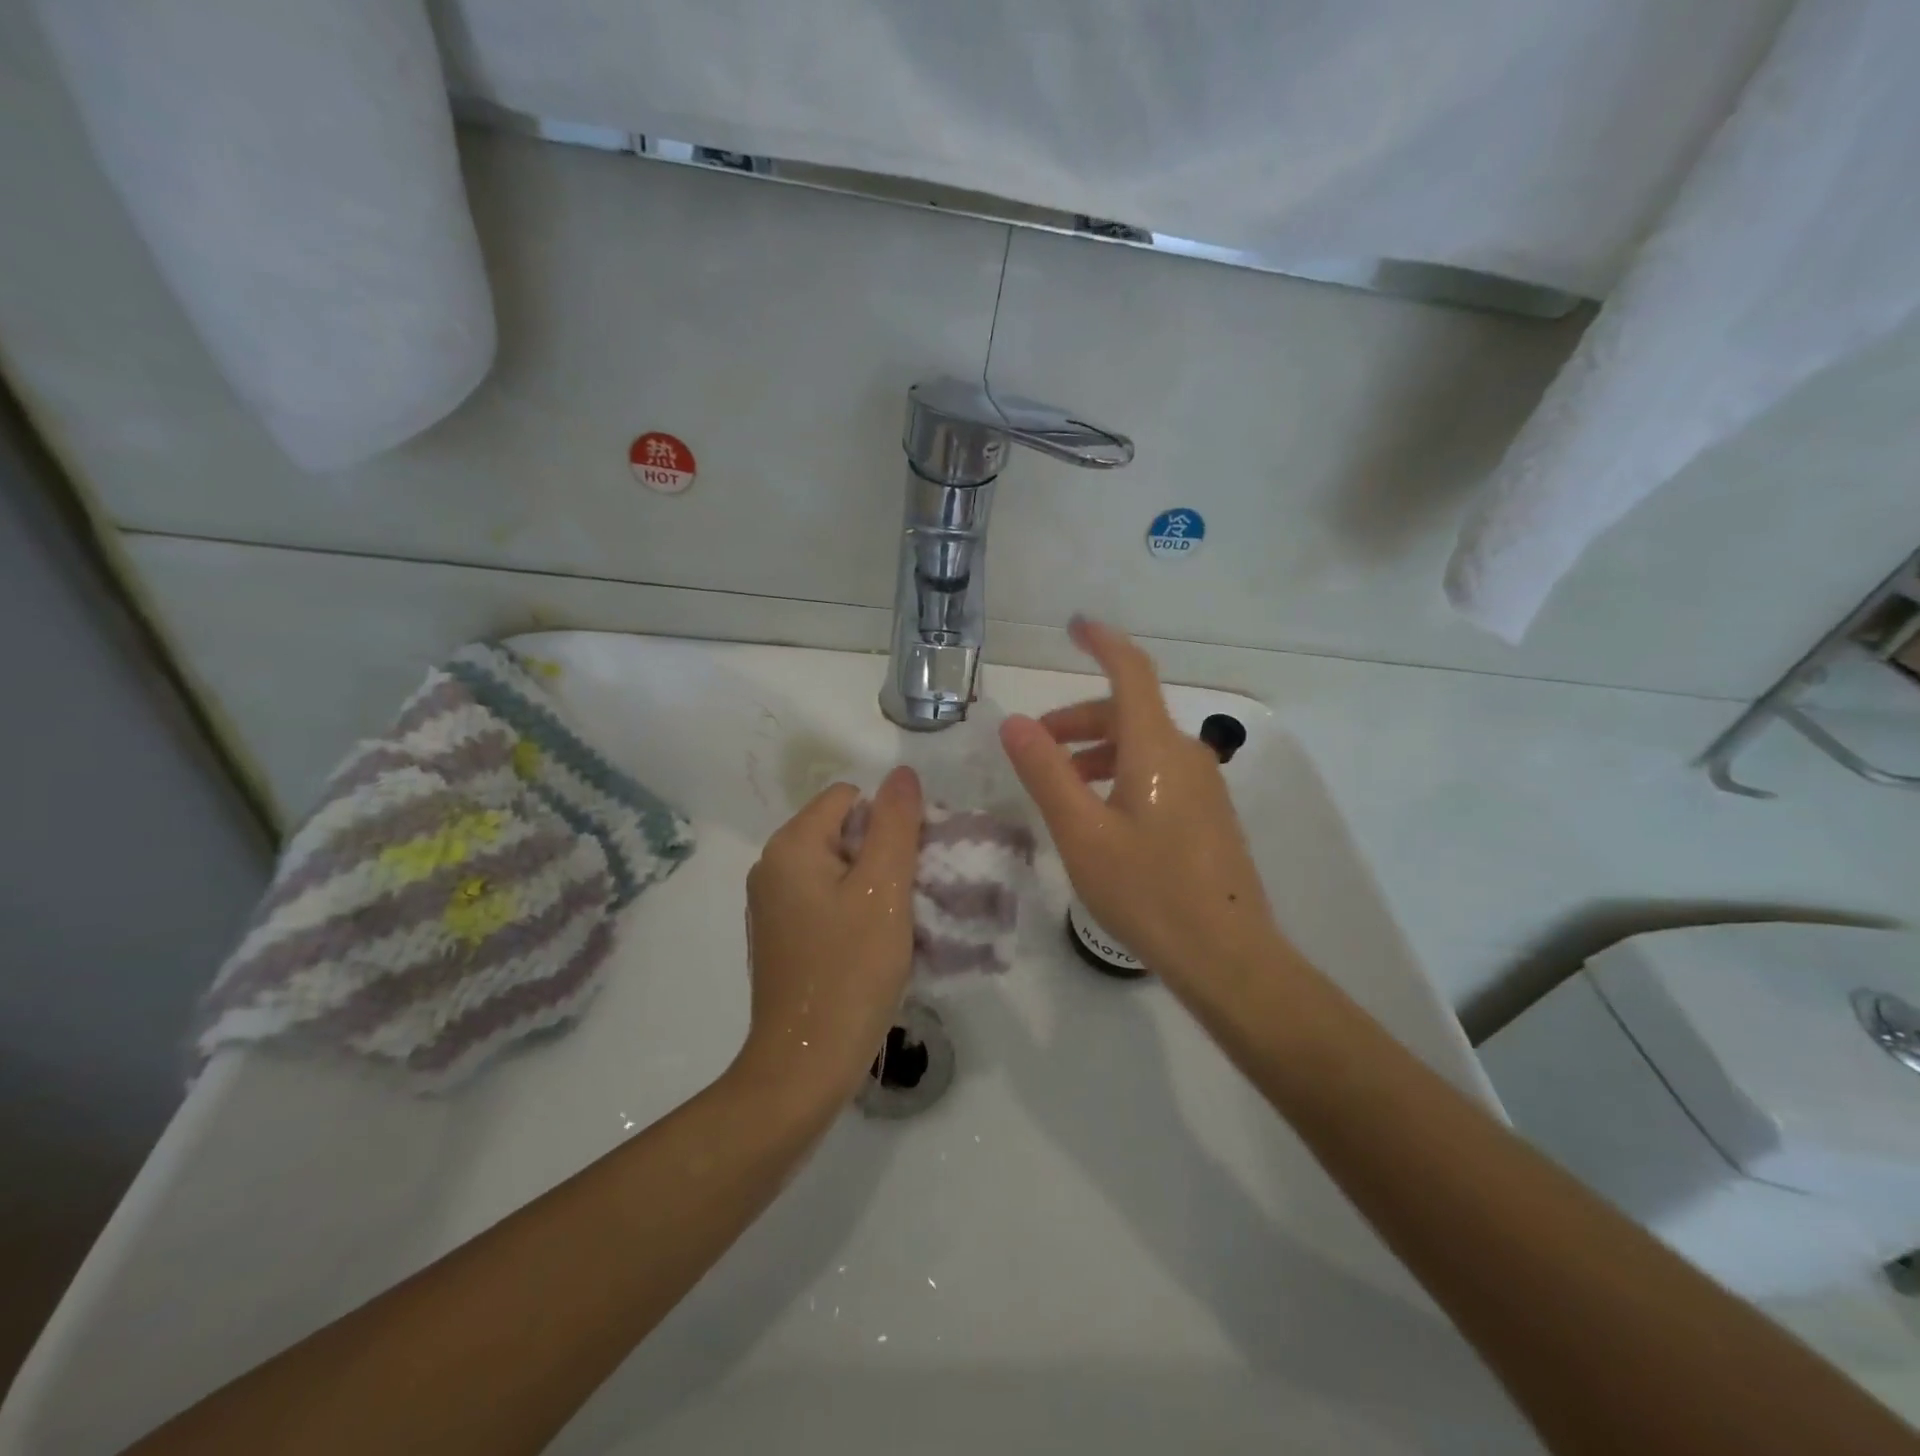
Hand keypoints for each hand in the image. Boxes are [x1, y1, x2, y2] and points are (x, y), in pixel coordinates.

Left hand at [734, 766, 923, 1111]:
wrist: (805, 1064)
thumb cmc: (850, 970)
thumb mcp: (884, 889)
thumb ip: (896, 824)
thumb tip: (902, 773)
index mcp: (790, 846)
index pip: (850, 798)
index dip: (888, 821)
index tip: (910, 865)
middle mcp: (771, 866)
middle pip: (842, 830)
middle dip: (881, 854)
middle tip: (908, 896)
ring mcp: (772, 904)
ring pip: (837, 867)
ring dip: (872, 885)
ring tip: (894, 923)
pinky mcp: (781, 936)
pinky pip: (825, 899)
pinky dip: (853, 910)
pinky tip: (871, 945)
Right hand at [999, 617, 1281, 990]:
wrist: (1226, 955)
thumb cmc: (1147, 890)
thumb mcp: (1081, 833)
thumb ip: (1046, 773)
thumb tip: (1014, 723)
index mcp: (1155, 748)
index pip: (1131, 672)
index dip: (1102, 643)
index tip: (1074, 626)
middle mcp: (1185, 754)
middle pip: (1128, 713)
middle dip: (1078, 720)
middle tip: (1037, 746)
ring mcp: (1203, 785)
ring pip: (1141, 745)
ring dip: (1096, 751)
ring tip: (1061, 785)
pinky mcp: (1207, 813)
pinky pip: (1157, 772)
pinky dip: (1120, 773)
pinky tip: (1100, 814)